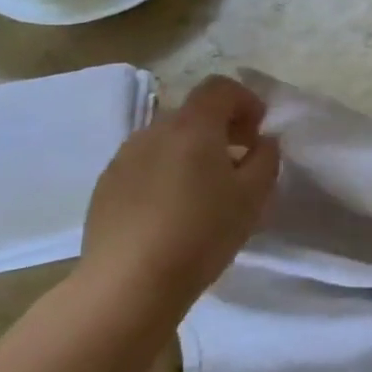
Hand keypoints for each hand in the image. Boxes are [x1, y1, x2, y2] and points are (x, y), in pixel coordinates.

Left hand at [80, 75, 280, 314]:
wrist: (128, 284)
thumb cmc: (202, 233)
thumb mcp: (254, 196)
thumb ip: (266, 158)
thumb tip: (262, 142)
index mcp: (192, 126)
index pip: (220, 88)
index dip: (246, 101)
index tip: (259, 132)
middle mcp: (153, 131)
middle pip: (193, 113)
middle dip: (221, 128)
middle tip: (239, 162)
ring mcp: (123, 158)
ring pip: (167, 140)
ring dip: (191, 152)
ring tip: (205, 191)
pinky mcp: (105, 186)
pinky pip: (145, 164)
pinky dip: (165, 172)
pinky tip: (173, 212)